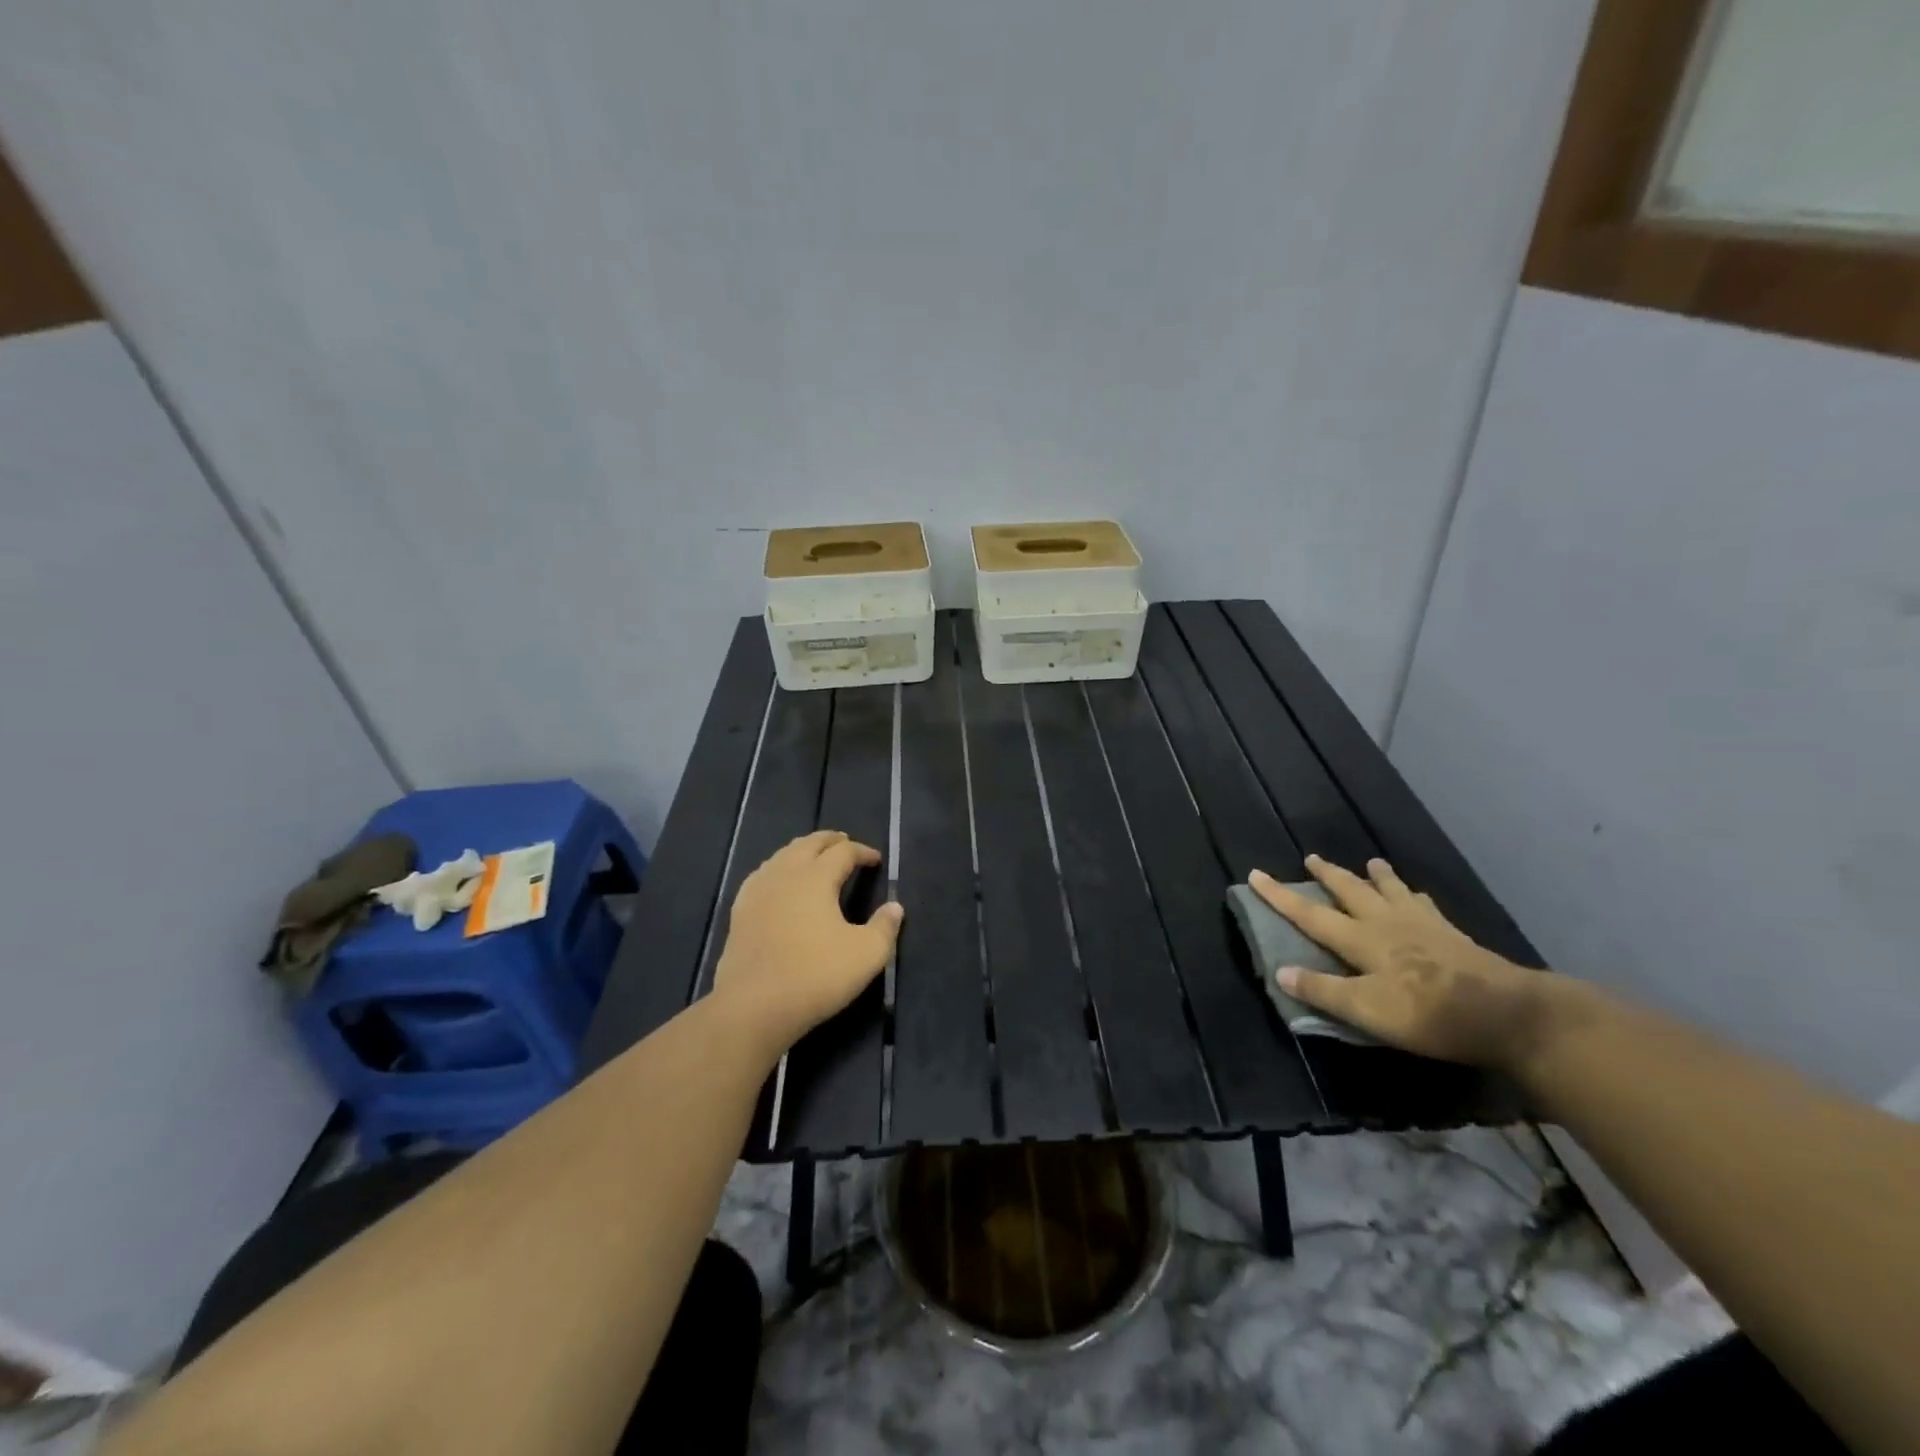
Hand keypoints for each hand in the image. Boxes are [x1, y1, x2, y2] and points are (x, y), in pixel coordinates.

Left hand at [711, 830, 903, 1057]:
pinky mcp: (740, 911)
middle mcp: (786, 874)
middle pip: (809, 844)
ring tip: (814, 856)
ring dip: (803, 851)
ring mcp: (758, 891)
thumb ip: (885, 927)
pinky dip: (778, 868)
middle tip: (845, 843)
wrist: (753, 1006)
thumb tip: (895, 907)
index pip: (843, 852)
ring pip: (782, 855)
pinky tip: (778, 881)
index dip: (862, 851)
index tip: (876, 860)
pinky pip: (762, 875)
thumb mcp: (866, 955)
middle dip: (830, 840)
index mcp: (816, 877)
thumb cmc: (816, 975)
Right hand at [1249, 855, 1566, 1072]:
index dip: (1280, 896)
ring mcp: (1422, 925)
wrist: (1506, 1014)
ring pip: (1391, 891)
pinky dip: (1413, 895)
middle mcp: (1386, 923)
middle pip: (1351, 891)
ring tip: (1370, 862)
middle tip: (1312, 858)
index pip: (1310, 914)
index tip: (1256, 874)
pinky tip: (1417, 897)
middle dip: (1328, 875)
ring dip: (1375, 876)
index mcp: (1361, 940)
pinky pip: (1425, 905)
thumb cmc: (1428, 1013)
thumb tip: (1279, 971)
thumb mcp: (1367, 1011)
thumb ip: (1323, 991)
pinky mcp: (1452, 935)